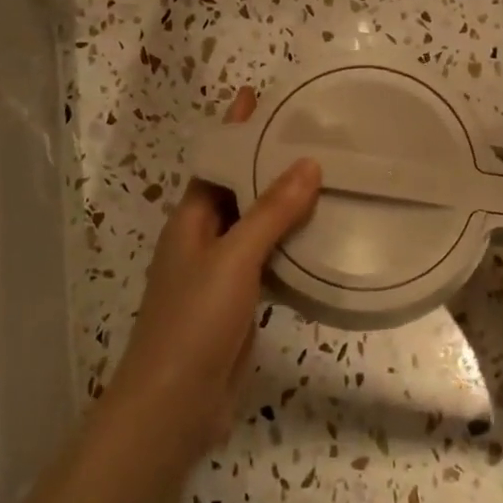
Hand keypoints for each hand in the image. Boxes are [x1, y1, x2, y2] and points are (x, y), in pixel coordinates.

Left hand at [108, 88, 321, 458]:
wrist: (175, 405)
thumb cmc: (194, 322)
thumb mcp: (233, 259)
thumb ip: (270, 213)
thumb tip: (308, 163)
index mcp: (190, 220)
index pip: (216, 161)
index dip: (236, 129)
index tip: (262, 97)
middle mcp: (203, 239)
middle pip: (238, 190)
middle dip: (268, 162)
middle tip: (313, 135)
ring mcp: (221, 273)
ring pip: (257, 226)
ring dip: (284, 203)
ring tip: (328, 177)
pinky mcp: (240, 303)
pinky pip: (269, 261)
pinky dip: (292, 244)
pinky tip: (322, 237)